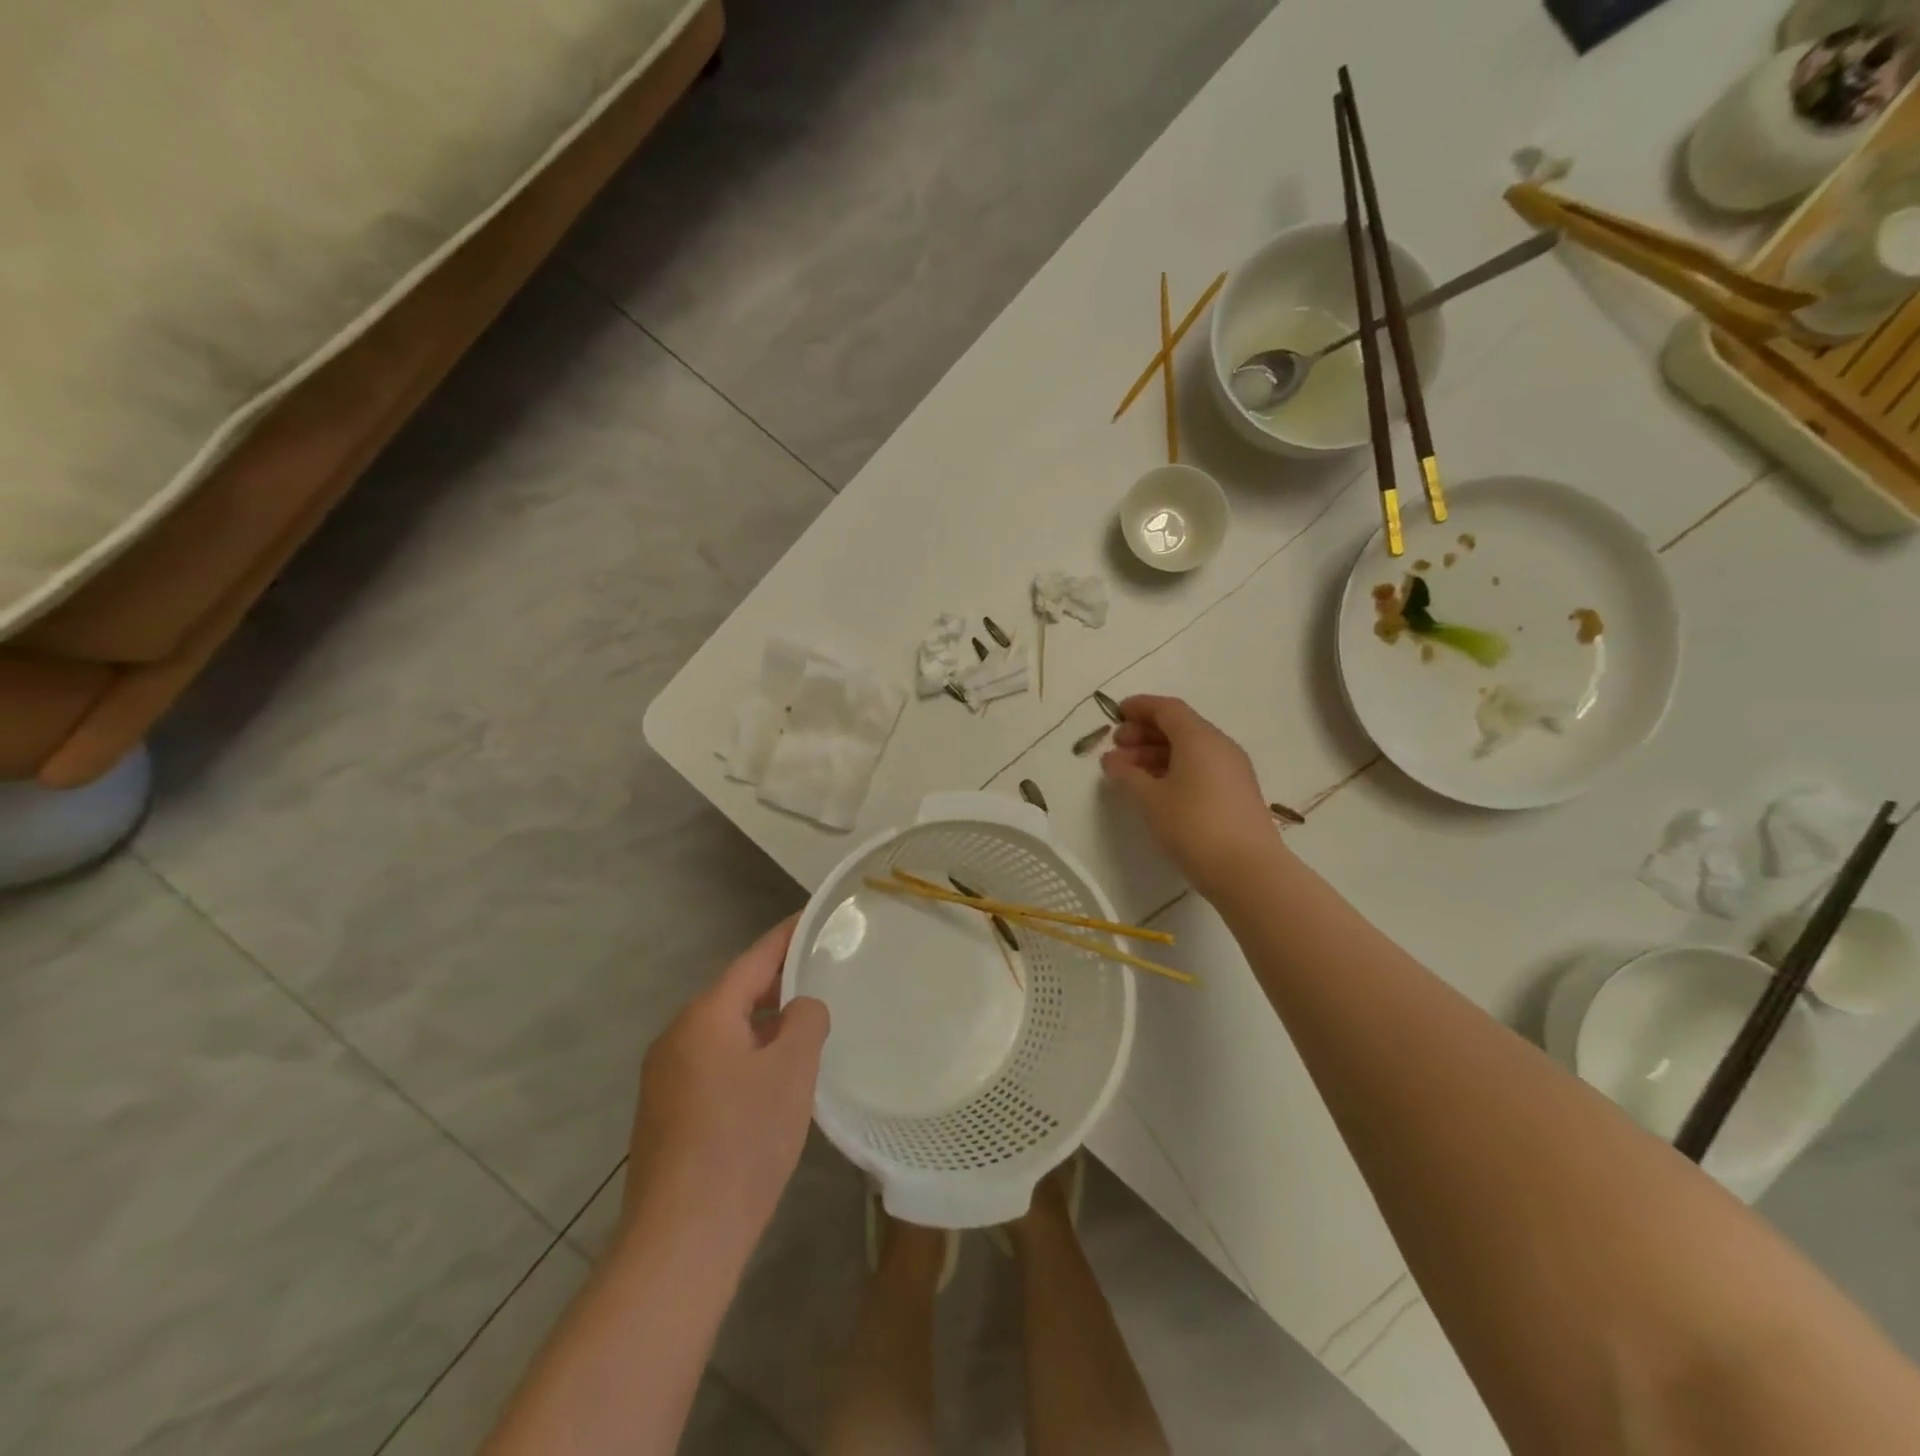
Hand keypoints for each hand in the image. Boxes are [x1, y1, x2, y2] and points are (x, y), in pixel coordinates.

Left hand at [623, 916, 828, 1256]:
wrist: (681, 1242)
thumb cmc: (743, 1143)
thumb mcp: (792, 1071)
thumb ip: (805, 1021)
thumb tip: (800, 1008)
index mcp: (705, 1017)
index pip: (754, 960)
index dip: (787, 936)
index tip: (814, 916)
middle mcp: (676, 1037)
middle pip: (735, 994)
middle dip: (778, 983)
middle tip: (822, 973)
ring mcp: (664, 1077)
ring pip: (724, 1032)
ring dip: (763, 1025)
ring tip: (804, 1026)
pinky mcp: (665, 1113)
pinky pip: (713, 1064)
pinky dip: (745, 1056)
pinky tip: (771, 1081)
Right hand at [1100, 695, 1280, 898]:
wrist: (1248, 870)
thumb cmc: (1193, 826)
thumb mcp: (1150, 800)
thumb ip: (1127, 776)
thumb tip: (1113, 761)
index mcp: (1199, 738)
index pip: (1167, 709)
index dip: (1140, 708)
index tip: (1116, 714)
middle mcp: (1220, 746)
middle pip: (1179, 727)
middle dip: (1144, 733)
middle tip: (1117, 748)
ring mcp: (1232, 770)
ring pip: (1190, 749)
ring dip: (1157, 754)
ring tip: (1128, 774)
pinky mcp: (1237, 793)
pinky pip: (1201, 768)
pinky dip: (1174, 769)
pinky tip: (1156, 790)